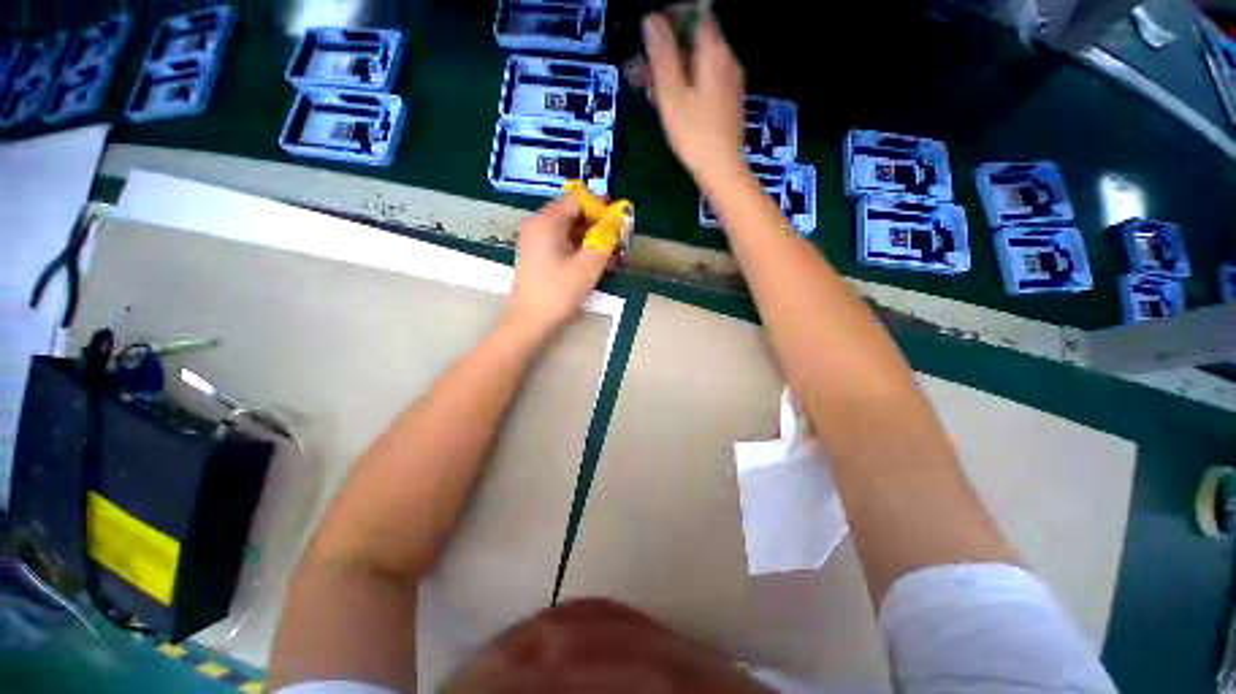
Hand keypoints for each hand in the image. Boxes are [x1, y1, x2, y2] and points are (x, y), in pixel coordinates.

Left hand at [506, 196, 609, 337]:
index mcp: (546, 221)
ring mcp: (534, 239)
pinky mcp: (536, 254)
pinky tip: (593, 261)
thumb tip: (618, 222)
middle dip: (597, 224)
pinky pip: (561, 241)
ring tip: (609, 254)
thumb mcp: (589, 265)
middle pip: (572, 212)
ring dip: (589, 237)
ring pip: (568, 228)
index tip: (618, 223)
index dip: (600, 207)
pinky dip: (578, 247)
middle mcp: (537, 224)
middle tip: (616, 240)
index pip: (577, 199)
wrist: (530, 321)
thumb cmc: (559, 292)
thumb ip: (606, 239)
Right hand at [642, 11, 745, 183]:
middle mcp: (727, 59)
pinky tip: (673, 99)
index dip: (671, 16)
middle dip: (669, 45)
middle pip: (696, 38)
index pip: (694, 13)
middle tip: (645, 66)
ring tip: (653, 86)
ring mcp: (731, 80)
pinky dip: (688, 80)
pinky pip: (706, 77)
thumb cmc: (694, 134)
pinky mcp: (729, 99)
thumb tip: (650, 21)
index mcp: (713, 52)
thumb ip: (662, 54)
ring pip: (700, 59)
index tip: (650, 30)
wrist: (721, 168)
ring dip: (676, 65)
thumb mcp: (671, 94)